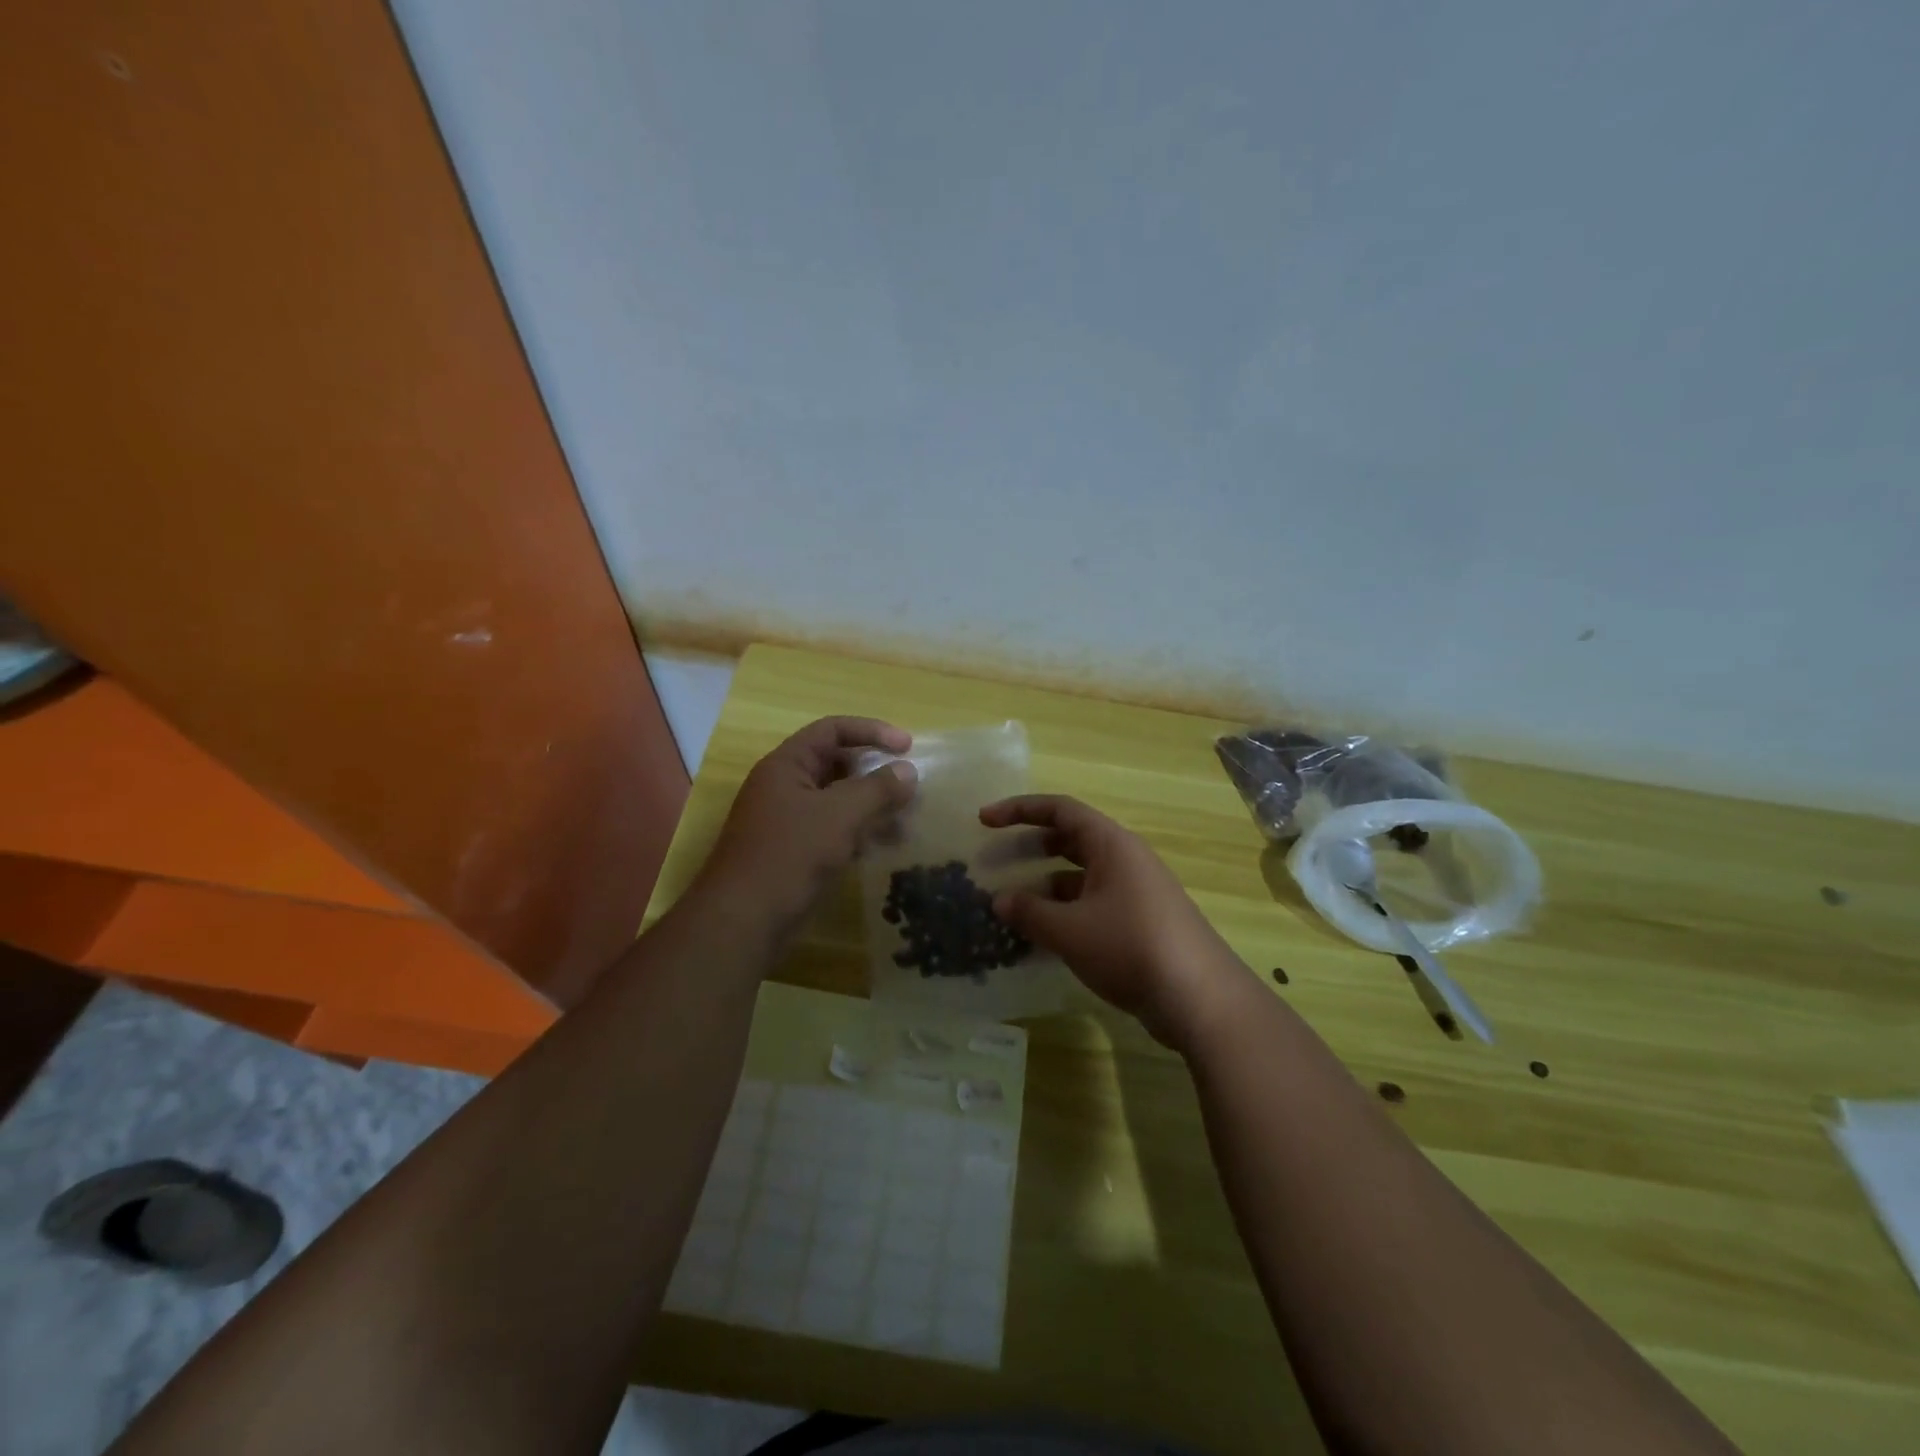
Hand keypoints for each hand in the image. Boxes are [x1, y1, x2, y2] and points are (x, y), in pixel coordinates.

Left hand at [699, 718, 916, 932]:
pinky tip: (881, 847)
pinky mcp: (793, 852)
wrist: (744, 921)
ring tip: (905, 823)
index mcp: (787, 765)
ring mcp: (787, 821)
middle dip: (875, 774)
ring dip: (871, 807)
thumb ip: (877, 789)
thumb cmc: (790, 855)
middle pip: (837, 765)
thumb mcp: (840, 815)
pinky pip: (832, 830)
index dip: (872, 731)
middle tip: (909, 787)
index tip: (908, 746)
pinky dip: (858, 833)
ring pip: (837, 801)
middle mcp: (784, 786)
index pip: (833, 729)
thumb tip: (907, 771)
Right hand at [980, 795, 1250, 1048]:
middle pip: (1070, 839)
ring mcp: (1136, 891)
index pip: (1060, 810)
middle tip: (994, 860)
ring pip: (1081, 876)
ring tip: (1011, 905)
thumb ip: (1029, 912)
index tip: (984, 820)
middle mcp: (1125, 859)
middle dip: (1030, 846)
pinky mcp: (1140, 922)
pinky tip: (1043, 937)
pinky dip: (1065, 911)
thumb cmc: (1130, 947)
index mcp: (1111, 844)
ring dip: (1045, 885)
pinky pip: (1093, 903)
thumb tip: (1000, 900)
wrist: (1200, 998)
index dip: (1019, 810)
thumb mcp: (1070, 930)